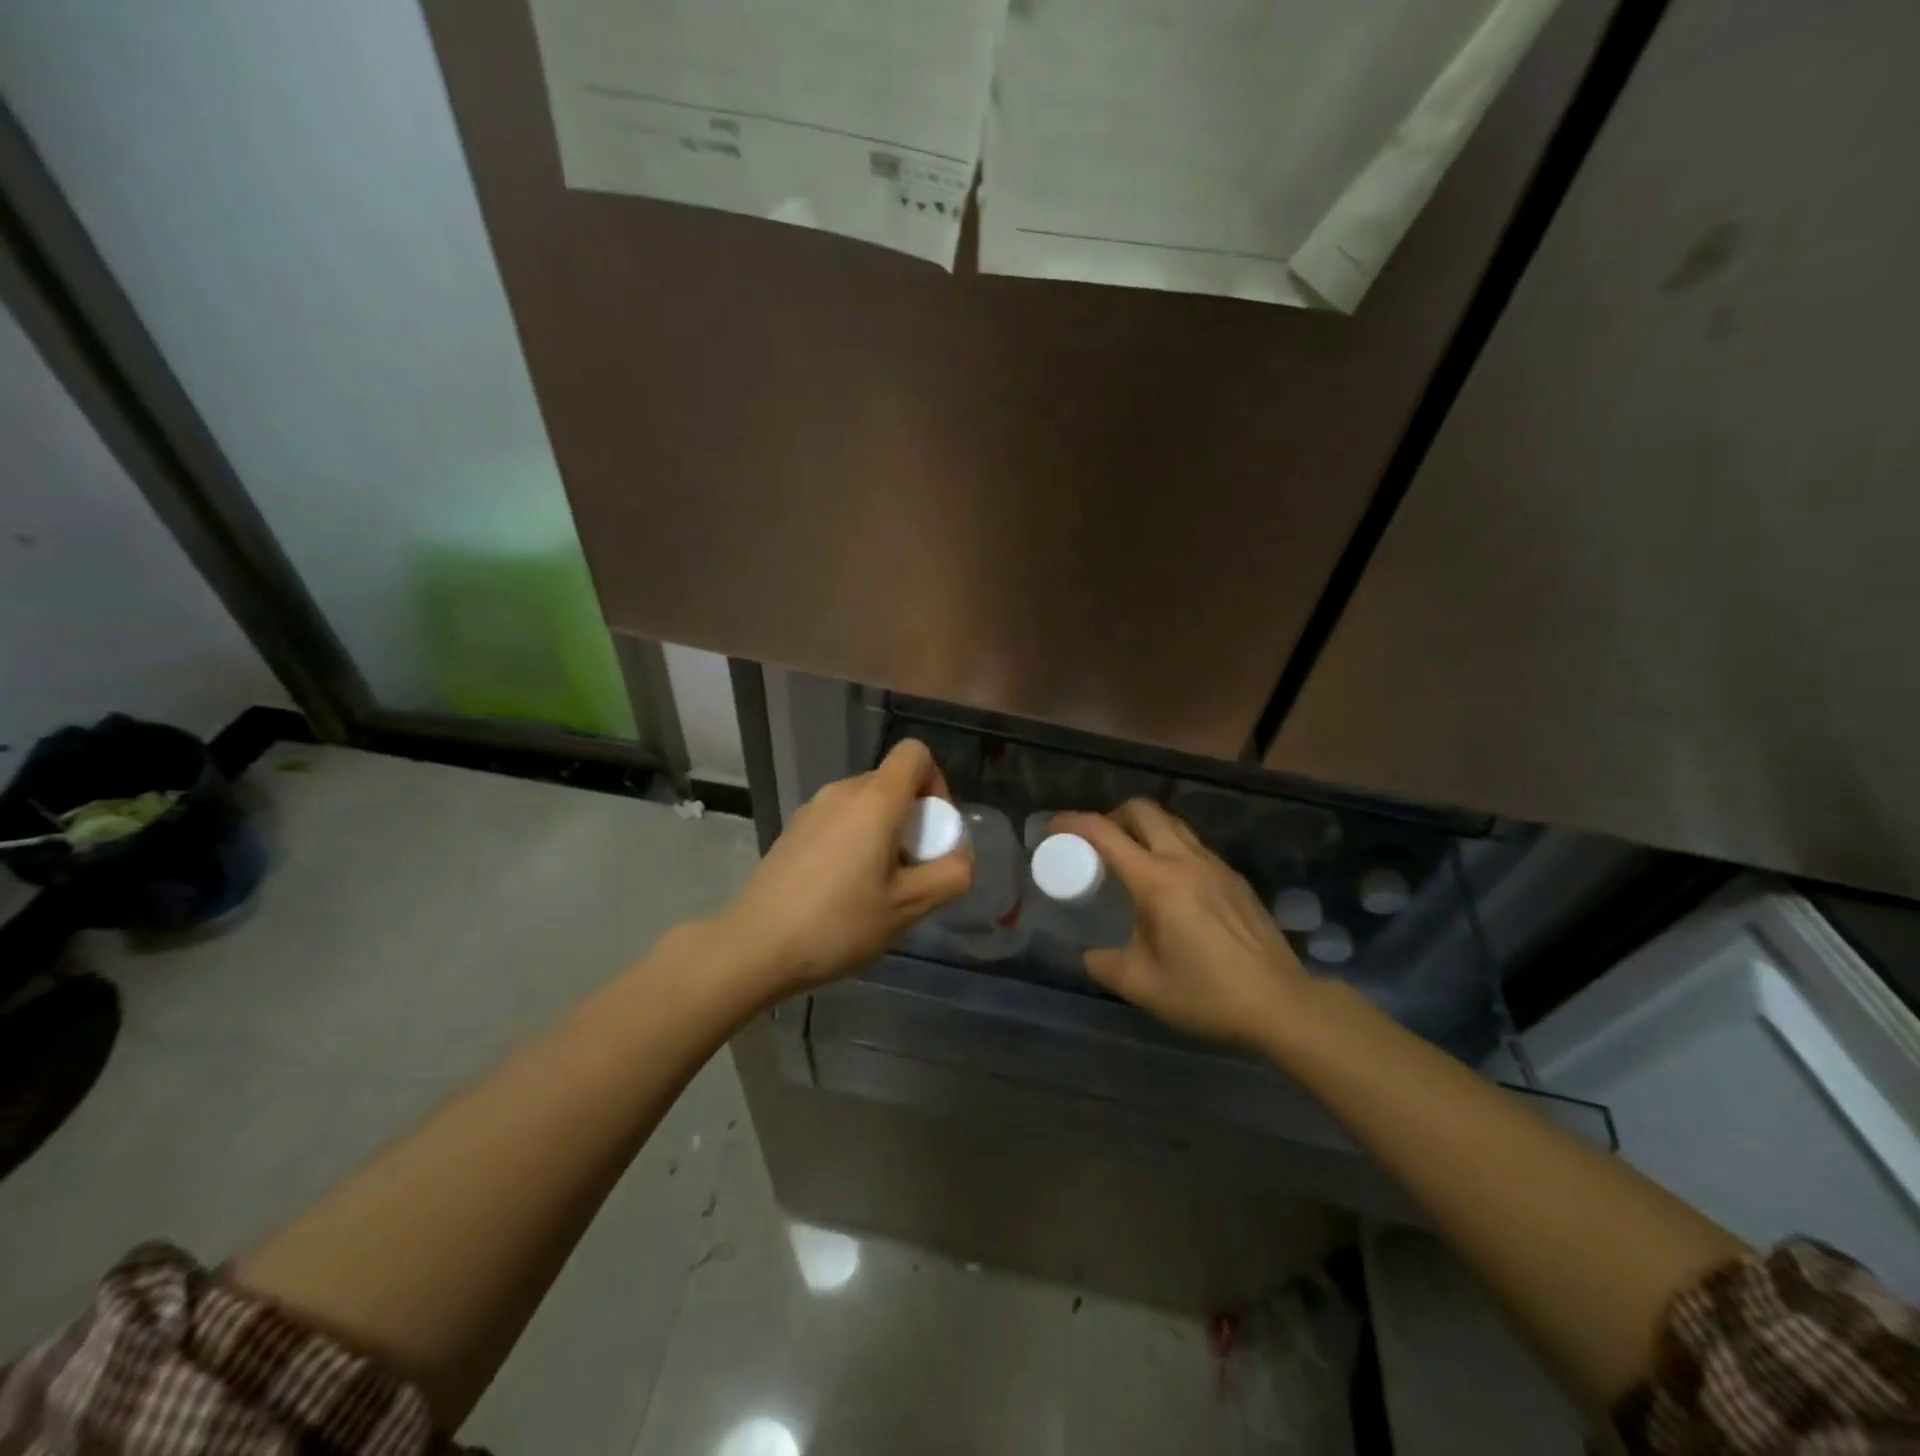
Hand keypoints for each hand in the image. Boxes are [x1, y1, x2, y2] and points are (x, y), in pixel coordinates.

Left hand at [720, 739, 972, 994]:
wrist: (755, 946)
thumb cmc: (839, 923)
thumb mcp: (909, 907)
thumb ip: (950, 875)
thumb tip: (960, 856)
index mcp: (875, 800)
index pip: (915, 753)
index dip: (936, 782)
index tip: (932, 830)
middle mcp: (843, 792)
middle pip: (892, 782)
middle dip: (913, 818)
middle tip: (911, 870)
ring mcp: (813, 809)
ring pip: (865, 804)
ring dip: (884, 832)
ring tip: (878, 886)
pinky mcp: (794, 830)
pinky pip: (840, 820)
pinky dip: (855, 841)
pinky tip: (844, 890)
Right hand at [1051, 800, 1313, 1050]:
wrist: (1280, 1003)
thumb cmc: (1206, 994)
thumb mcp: (1143, 986)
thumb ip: (1105, 965)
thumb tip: (1090, 955)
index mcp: (1156, 882)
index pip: (1104, 833)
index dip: (1072, 822)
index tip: (1053, 830)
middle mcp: (1185, 861)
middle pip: (1142, 810)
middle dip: (1111, 816)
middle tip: (1097, 845)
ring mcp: (1215, 865)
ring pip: (1172, 823)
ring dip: (1144, 829)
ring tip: (1131, 861)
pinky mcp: (1235, 878)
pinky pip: (1193, 846)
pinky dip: (1170, 848)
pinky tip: (1171, 886)